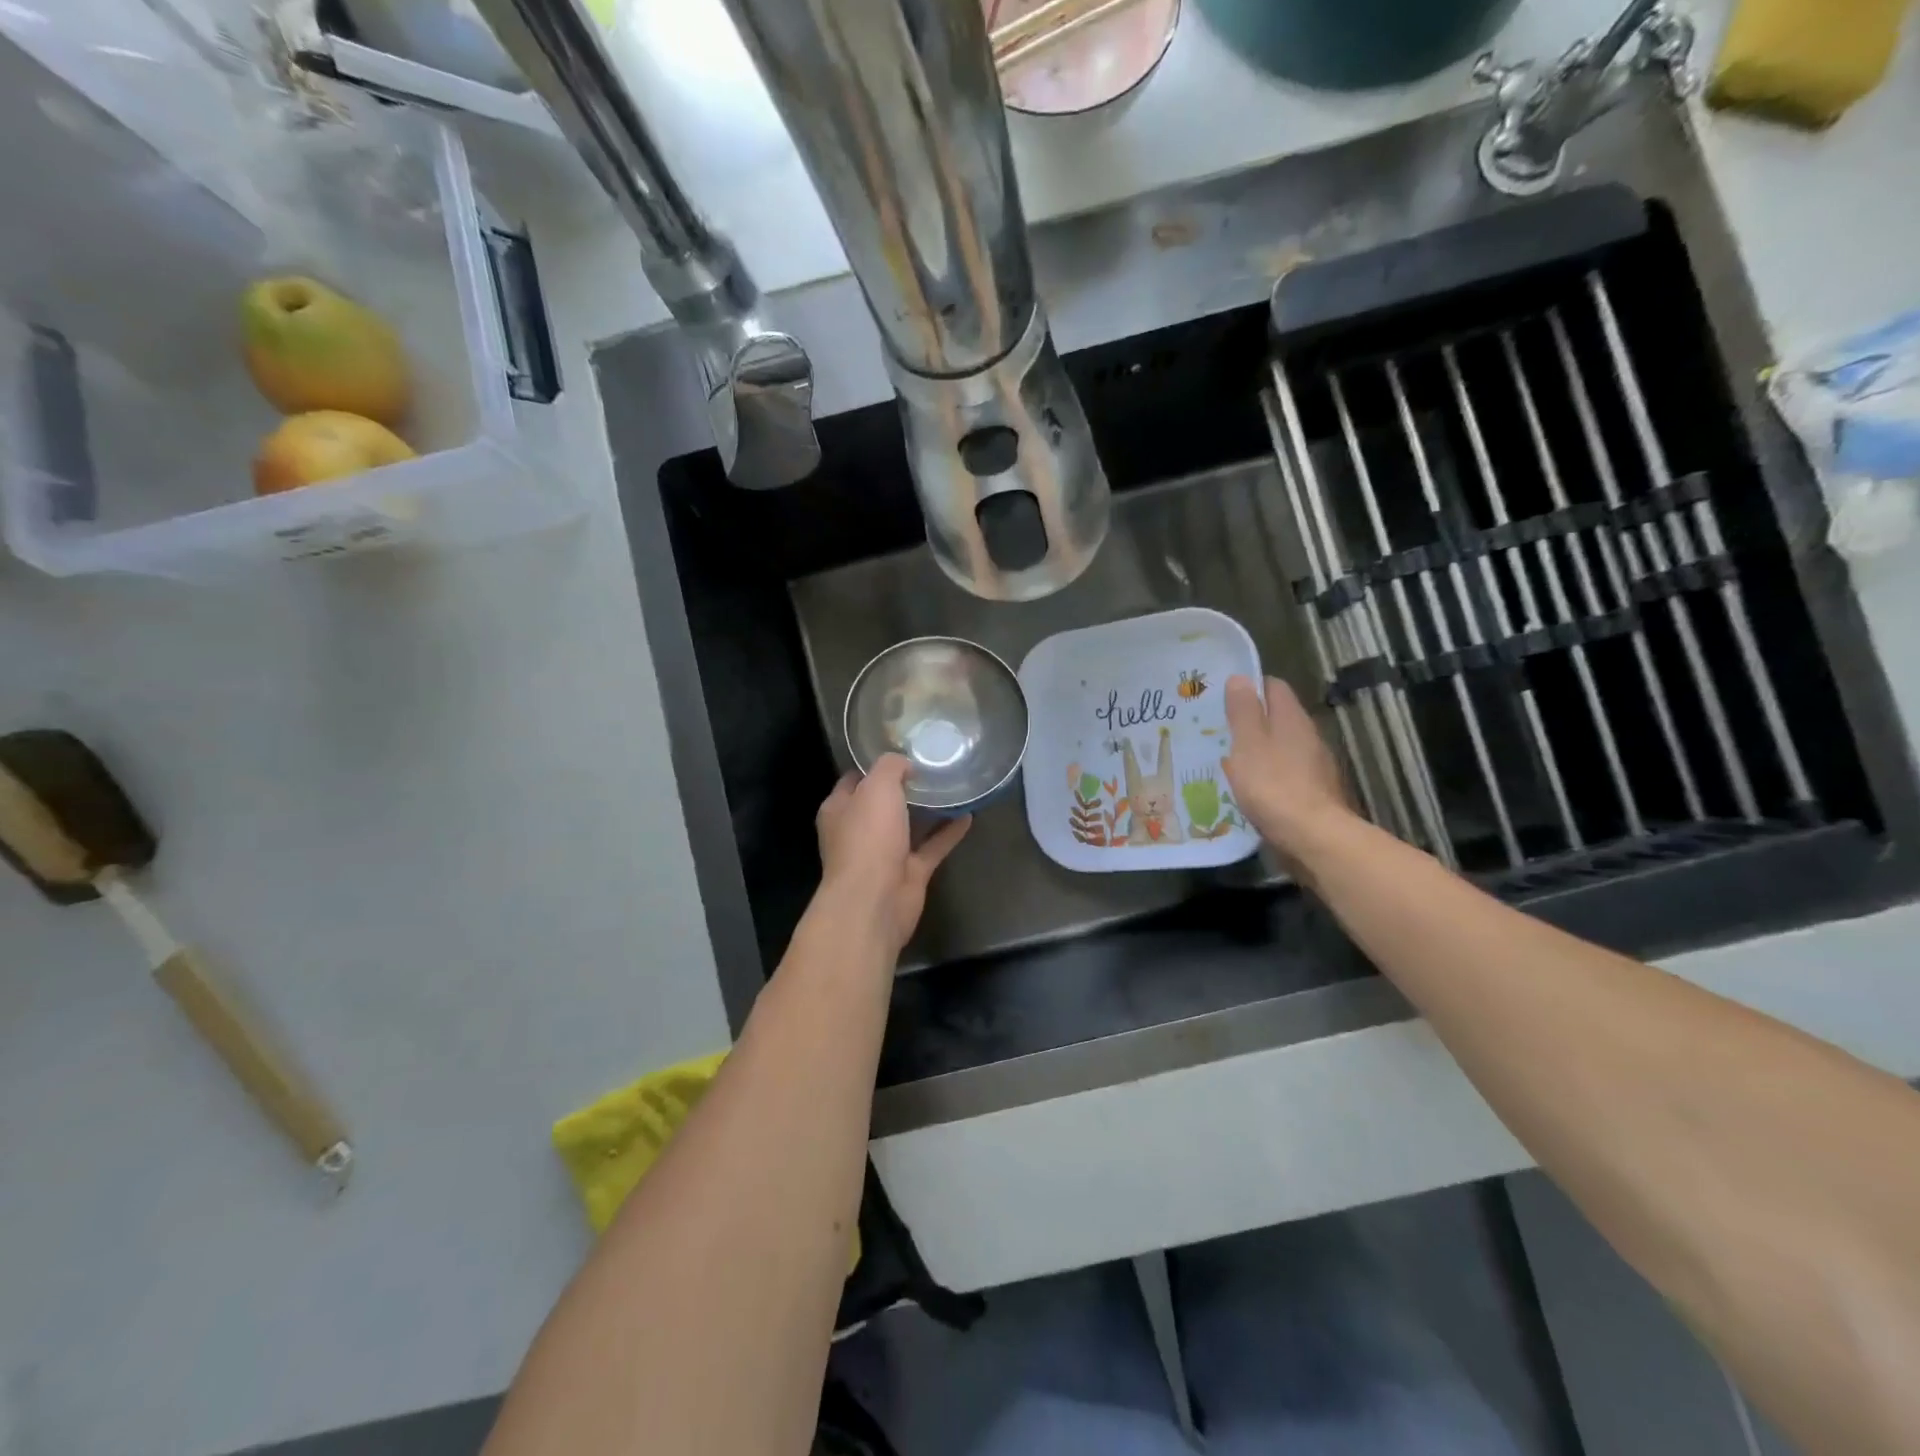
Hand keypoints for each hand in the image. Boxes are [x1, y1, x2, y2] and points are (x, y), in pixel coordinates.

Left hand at [815, 756, 970, 956]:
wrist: (875, 901)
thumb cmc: (868, 838)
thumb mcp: (877, 787)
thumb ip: (891, 767)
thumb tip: (905, 764)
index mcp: (840, 809)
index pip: (856, 780)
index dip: (876, 765)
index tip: (904, 750)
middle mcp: (859, 831)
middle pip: (883, 804)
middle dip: (904, 787)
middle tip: (933, 766)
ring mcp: (884, 855)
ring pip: (908, 826)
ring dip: (928, 810)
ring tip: (952, 786)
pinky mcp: (909, 873)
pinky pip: (931, 847)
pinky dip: (948, 833)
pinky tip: (968, 815)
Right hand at [1222, 675, 1355, 866]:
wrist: (1314, 836)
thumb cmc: (1274, 785)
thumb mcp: (1248, 744)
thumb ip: (1243, 711)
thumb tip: (1240, 677)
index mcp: (1291, 718)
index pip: (1273, 686)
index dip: (1249, 687)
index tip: (1222, 697)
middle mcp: (1308, 734)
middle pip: (1278, 716)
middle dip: (1252, 720)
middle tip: (1219, 730)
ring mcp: (1316, 764)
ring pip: (1282, 745)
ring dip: (1260, 748)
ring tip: (1230, 759)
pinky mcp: (1316, 790)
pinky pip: (1287, 771)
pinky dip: (1269, 773)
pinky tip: (1253, 788)